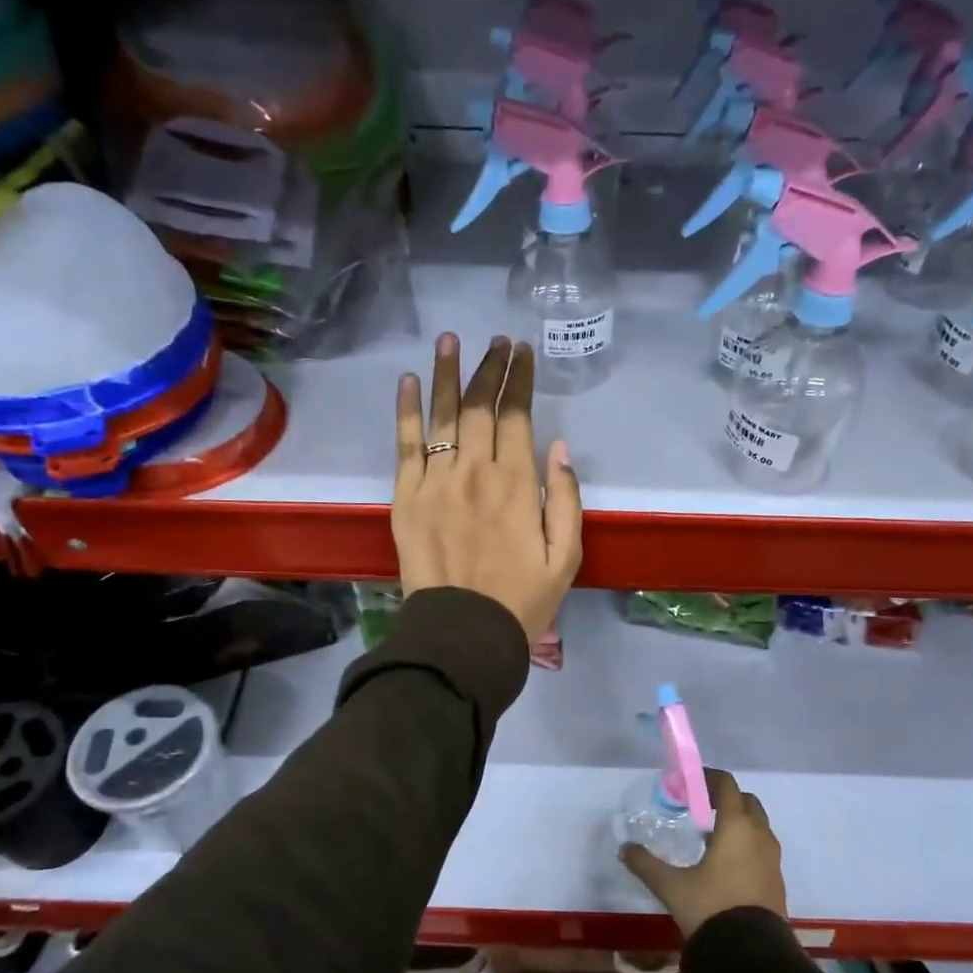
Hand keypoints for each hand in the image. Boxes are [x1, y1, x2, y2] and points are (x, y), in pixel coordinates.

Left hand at [394, 333, 582, 640]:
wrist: (463, 633)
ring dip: (447, 373)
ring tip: (450, 340)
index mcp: (518, 485)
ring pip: (442, 415)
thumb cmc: (521, 600)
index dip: (519, 380)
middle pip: (479, 406)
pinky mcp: (406, 497)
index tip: (522, 352)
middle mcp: (476, 472)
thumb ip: (566, 499)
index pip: (517, 416)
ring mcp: (436, 481)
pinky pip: (406, 444)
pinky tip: (409, 380)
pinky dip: (407, 410)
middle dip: (489, 368)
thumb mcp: (566, 558)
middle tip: (495, 342)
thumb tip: (559, 448)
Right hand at [620, 769, 786, 939]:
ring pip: (758, 827)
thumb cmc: (711, 909)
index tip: (689, 783)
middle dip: (726, 799)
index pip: (727, 786)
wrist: (752, 957)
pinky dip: (746, 845)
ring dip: (739, 823)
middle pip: (747, 802)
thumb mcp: (672, 887)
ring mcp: (773, 860)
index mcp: (736, 827)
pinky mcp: (777, 882)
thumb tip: (624, 849)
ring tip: (711, 836)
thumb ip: (646, 864)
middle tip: (701, 807)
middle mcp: (760, 836)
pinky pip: (762, 850)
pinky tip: (725, 865)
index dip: (708, 778)